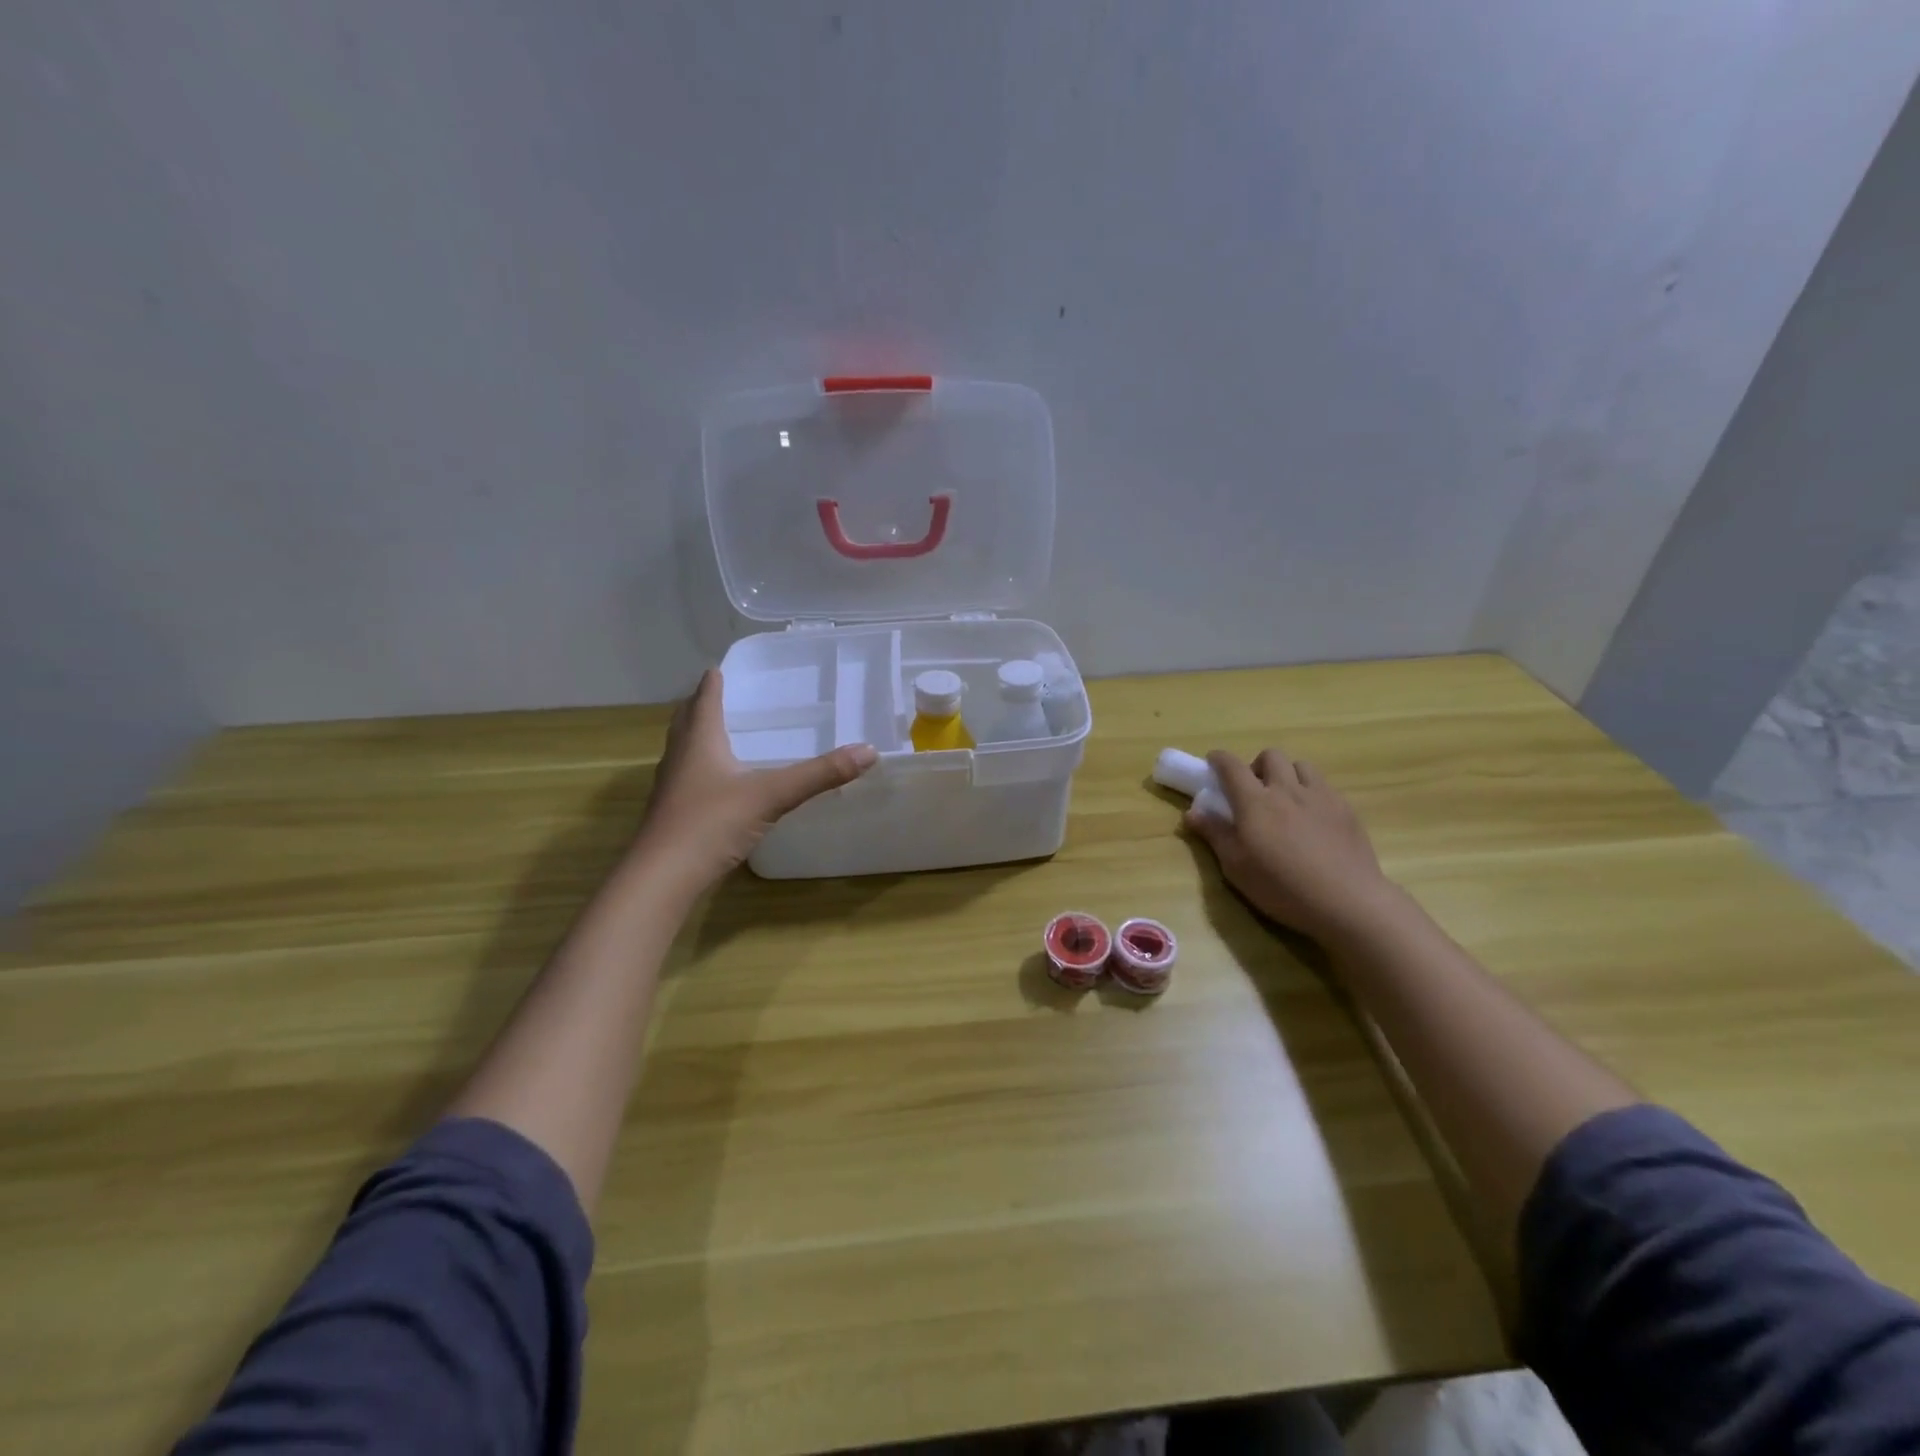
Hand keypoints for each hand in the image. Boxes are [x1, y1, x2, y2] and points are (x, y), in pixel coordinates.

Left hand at [632, 669, 876, 895]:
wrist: (663, 877)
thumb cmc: (712, 823)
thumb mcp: (772, 795)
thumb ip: (819, 774)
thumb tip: (868, 751)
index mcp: (700, 741)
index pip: (705, 699)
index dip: (713, 682)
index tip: (720, 668)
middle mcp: (680, 757)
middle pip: (687, 721)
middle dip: (701, 705)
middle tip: (720, 696)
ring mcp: (671, 787)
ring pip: (683, 750)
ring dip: (697, 736)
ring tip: (719, 733)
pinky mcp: (671, 814)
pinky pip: (686, 778)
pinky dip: (700, 768)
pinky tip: (717, 783)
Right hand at [1184, 748, 1400, 945]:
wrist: (1346, 900)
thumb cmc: (1281, 886)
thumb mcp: (1236, 866)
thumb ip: (1214, 834)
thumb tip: (1192, 812)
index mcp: (1254, 801)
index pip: (1231, 766)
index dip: (1219, 759)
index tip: (1212, 763)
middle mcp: (1287, 789)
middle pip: (1270, 756)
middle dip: (1257, 766)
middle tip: (1254, 791)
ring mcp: (1320, 797)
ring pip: (1301, 766)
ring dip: (1288, 775)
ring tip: (1286, 800)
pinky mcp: (1346, 809)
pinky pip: (1324, 786)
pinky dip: (1312, 792)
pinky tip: (1313, 819)